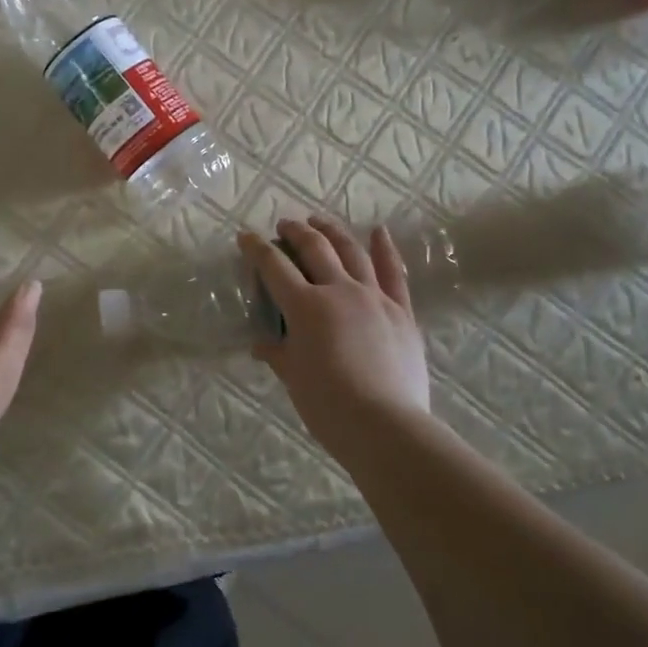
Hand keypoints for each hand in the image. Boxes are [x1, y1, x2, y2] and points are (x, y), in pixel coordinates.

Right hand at [238, 215, 429, 450]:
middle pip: (315, 249)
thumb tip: (261, 345)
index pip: (274, 267)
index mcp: (305, 306)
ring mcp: (374, 297)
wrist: (384, 424)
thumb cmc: (327, 404)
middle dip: (296, 232)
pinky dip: (385, 249)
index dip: (257, 249)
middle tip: (285, 225)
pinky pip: (393, 273)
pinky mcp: (401, 311)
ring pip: (352, 252)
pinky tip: (379, 232)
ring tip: (321, 222)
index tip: (246, 236)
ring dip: (333, 232)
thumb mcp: (293, 377)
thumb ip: (277, 353)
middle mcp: (339, 290)